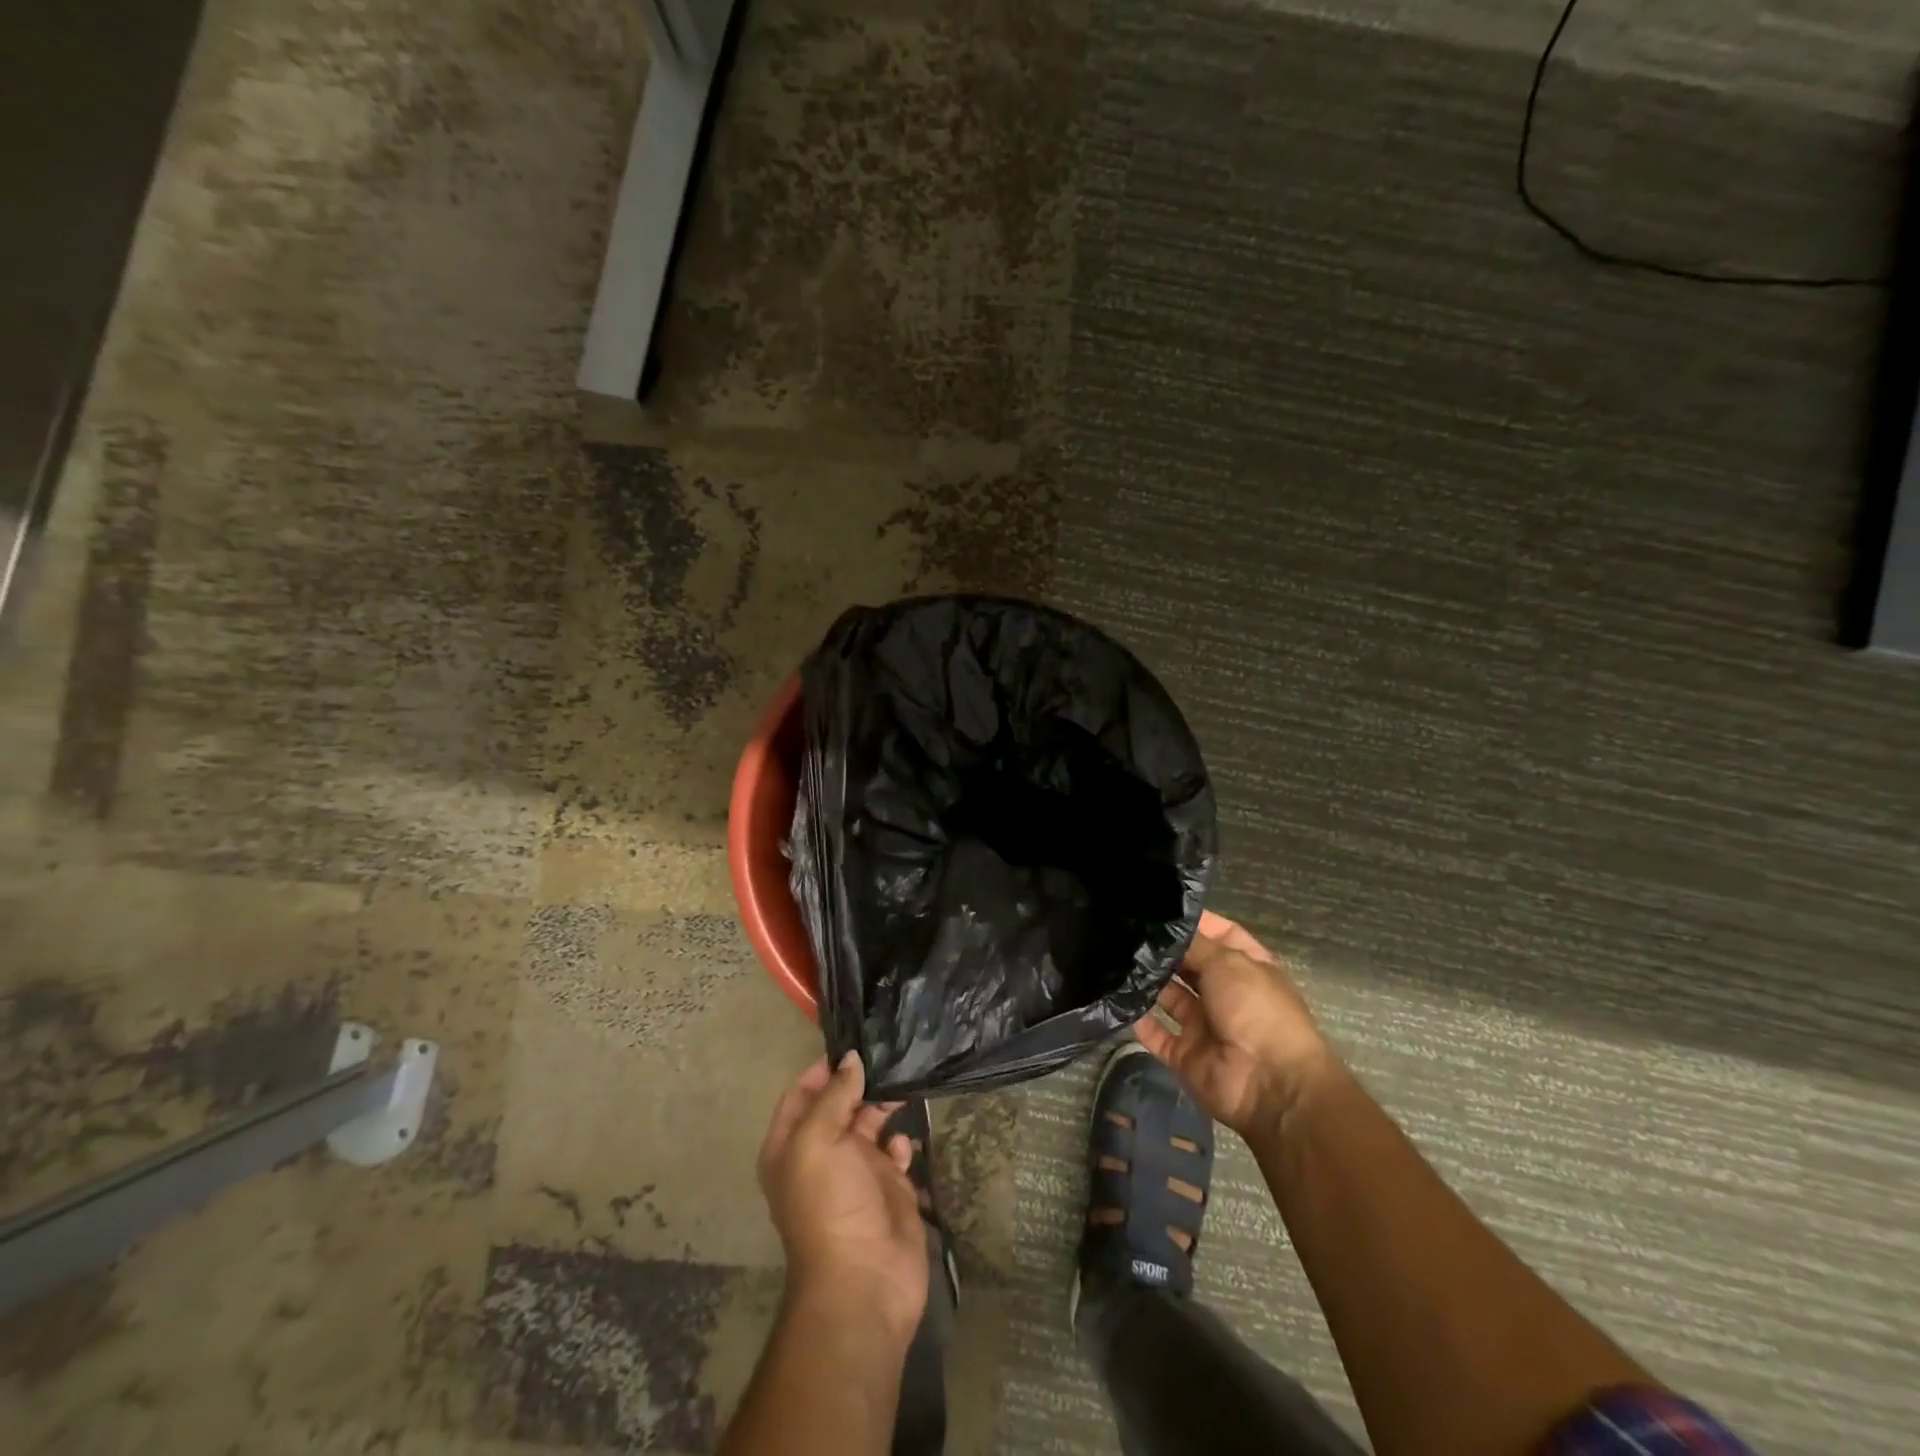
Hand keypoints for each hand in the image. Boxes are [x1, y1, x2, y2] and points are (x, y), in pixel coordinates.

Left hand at [757, 1052, 928, 1342]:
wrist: (864, 1282)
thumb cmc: (830, 1204)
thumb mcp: (818, 1141)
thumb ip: (834, 1096)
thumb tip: (851, 1059)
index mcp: (791, 1146)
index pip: (801, 1094)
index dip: (822, 1070)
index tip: (853, 1045)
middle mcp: (822, 1155)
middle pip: (839, 1104)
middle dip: (859, 1082)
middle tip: (888, 1055)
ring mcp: (857, 1172)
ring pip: (870, 1123)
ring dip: (884, 1104)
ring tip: (905, 1080)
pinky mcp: (890, 1188)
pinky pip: (895, 1152)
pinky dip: (901, 1142)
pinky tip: (904, 1142)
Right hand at [1134, 910, 1336, 1135]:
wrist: (1268, 1084)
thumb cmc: (1257, 1010)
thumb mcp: (1228, 963)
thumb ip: (1193, 944)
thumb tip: (1164, 930)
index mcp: (1247, 968)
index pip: (1221, 935)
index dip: (1196, 921)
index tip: (1160, 907)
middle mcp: (1225, 994)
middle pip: (1190, 965)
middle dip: (1165, 951)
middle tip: (1126, 929)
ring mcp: (1204, 1025)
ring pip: (1169, 997)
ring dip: (1148, 981)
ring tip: (1114, 957)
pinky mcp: (1185, 1054)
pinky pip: (1156, 1034)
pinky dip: (1137, 1019)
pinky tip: (1114, 998)